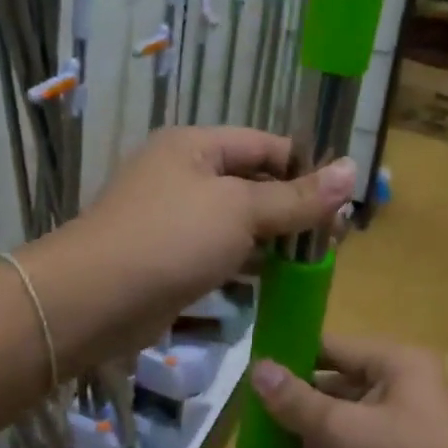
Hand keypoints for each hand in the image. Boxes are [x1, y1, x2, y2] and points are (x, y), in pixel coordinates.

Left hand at [25, 127, 355, 366]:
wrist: (94, 301)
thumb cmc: (171, 239)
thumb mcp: (241, 211)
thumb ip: (297, 197)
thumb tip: (353, 170)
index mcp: (196, 147)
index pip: (265, 145)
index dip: (306, 167)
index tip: (343, 198)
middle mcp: (183, 175)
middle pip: (253, 184)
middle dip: (294, 208)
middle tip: (335, 237)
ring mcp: (174, 219)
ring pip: (238, 223)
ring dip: (274, 240)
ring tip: (315, 261)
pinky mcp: (170, 259)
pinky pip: (220, 253)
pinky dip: (247, 263)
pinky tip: (276, 281)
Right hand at [250, 335, 447, 447]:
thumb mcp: (340, 429)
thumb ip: (296, 400)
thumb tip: (257, 367)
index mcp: (394, 362)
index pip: (331, 346)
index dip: (292, 355)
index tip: (253, 370)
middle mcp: (401, 384)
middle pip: (337, 380)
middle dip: (298, 396)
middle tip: (253, 409)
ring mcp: (403, 421)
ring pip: (345, 413)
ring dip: (310, 425)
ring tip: (266, 435)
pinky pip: (357, 441)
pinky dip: (330, 447)